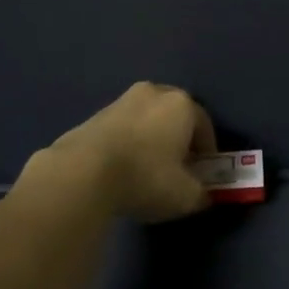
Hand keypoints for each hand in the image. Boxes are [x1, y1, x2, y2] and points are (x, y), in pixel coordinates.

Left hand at [44, 82, 217, 222]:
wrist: (82, 173)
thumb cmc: (146, 177)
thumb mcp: (185, 196)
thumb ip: (201, 194)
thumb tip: (202, 193)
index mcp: (181, 104)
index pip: (205, 125)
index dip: (207, 151)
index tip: (202, 174)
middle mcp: (153, 92)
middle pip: (174, 115)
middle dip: (178, 139)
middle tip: (177, 167)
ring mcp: (120, 101)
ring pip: (146, 119)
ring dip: (150, 139)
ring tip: (146, 170)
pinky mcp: (93, 115)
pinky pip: (121, 129)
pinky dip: (126, 144)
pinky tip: (121, 170)